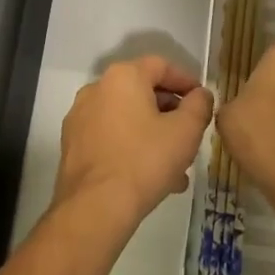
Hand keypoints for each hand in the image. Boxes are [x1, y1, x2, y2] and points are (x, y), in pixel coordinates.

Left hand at [54, 56, 213, 230]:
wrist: (95, 208)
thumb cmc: (145, 160)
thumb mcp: (186, 131)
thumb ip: (199, 105)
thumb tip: (201, 95)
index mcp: (123, 76)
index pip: (161, 66)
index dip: (186, 81)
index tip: (202, 99)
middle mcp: (97, 88)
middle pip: (142, 91)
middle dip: (169, 112)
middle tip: (189, 134)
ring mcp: (80, 117)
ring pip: (126, 118)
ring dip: (152, 134)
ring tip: (175, 165)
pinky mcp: (72, 145)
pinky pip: (110, 137)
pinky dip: (131, 147)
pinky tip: (149, 176)